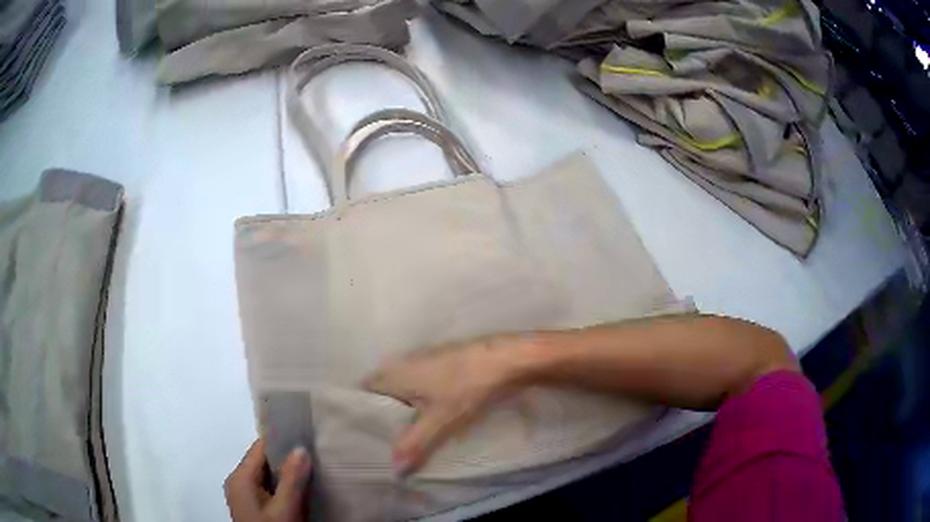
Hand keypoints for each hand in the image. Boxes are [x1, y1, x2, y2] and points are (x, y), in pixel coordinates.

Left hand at [225, 438, 311, 521]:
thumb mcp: (285, 509)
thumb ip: (292, 479)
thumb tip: (301, 448)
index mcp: (240, 477)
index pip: (260, 448)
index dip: (282, 442)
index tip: (306, 440)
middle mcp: (237, 481)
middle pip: (263, 462)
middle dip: (286, 461)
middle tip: (313, 459)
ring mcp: (243, 495)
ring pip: (266, 476)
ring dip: (286, 476)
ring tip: (310, 473)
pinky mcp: (250, 506)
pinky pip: (266, 488)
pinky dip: (281, 488)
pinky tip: (298, 493)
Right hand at [362, 336, 526, 473]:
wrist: (507, 359)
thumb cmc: (467, 388)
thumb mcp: (439, 421)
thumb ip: (414, 444)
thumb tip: (395, 470)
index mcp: (395, 373)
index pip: (365, 389)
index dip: (362, 409)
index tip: (364, 431)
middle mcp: (404, 362)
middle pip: (383, 389)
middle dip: (383, 413)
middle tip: (384, 439)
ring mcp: (424, 359)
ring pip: (404, 386)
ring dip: (404, 407)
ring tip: (405, 433)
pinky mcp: (443, 361)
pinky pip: (421, 383)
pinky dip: (420, 399)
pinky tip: (431, 415)